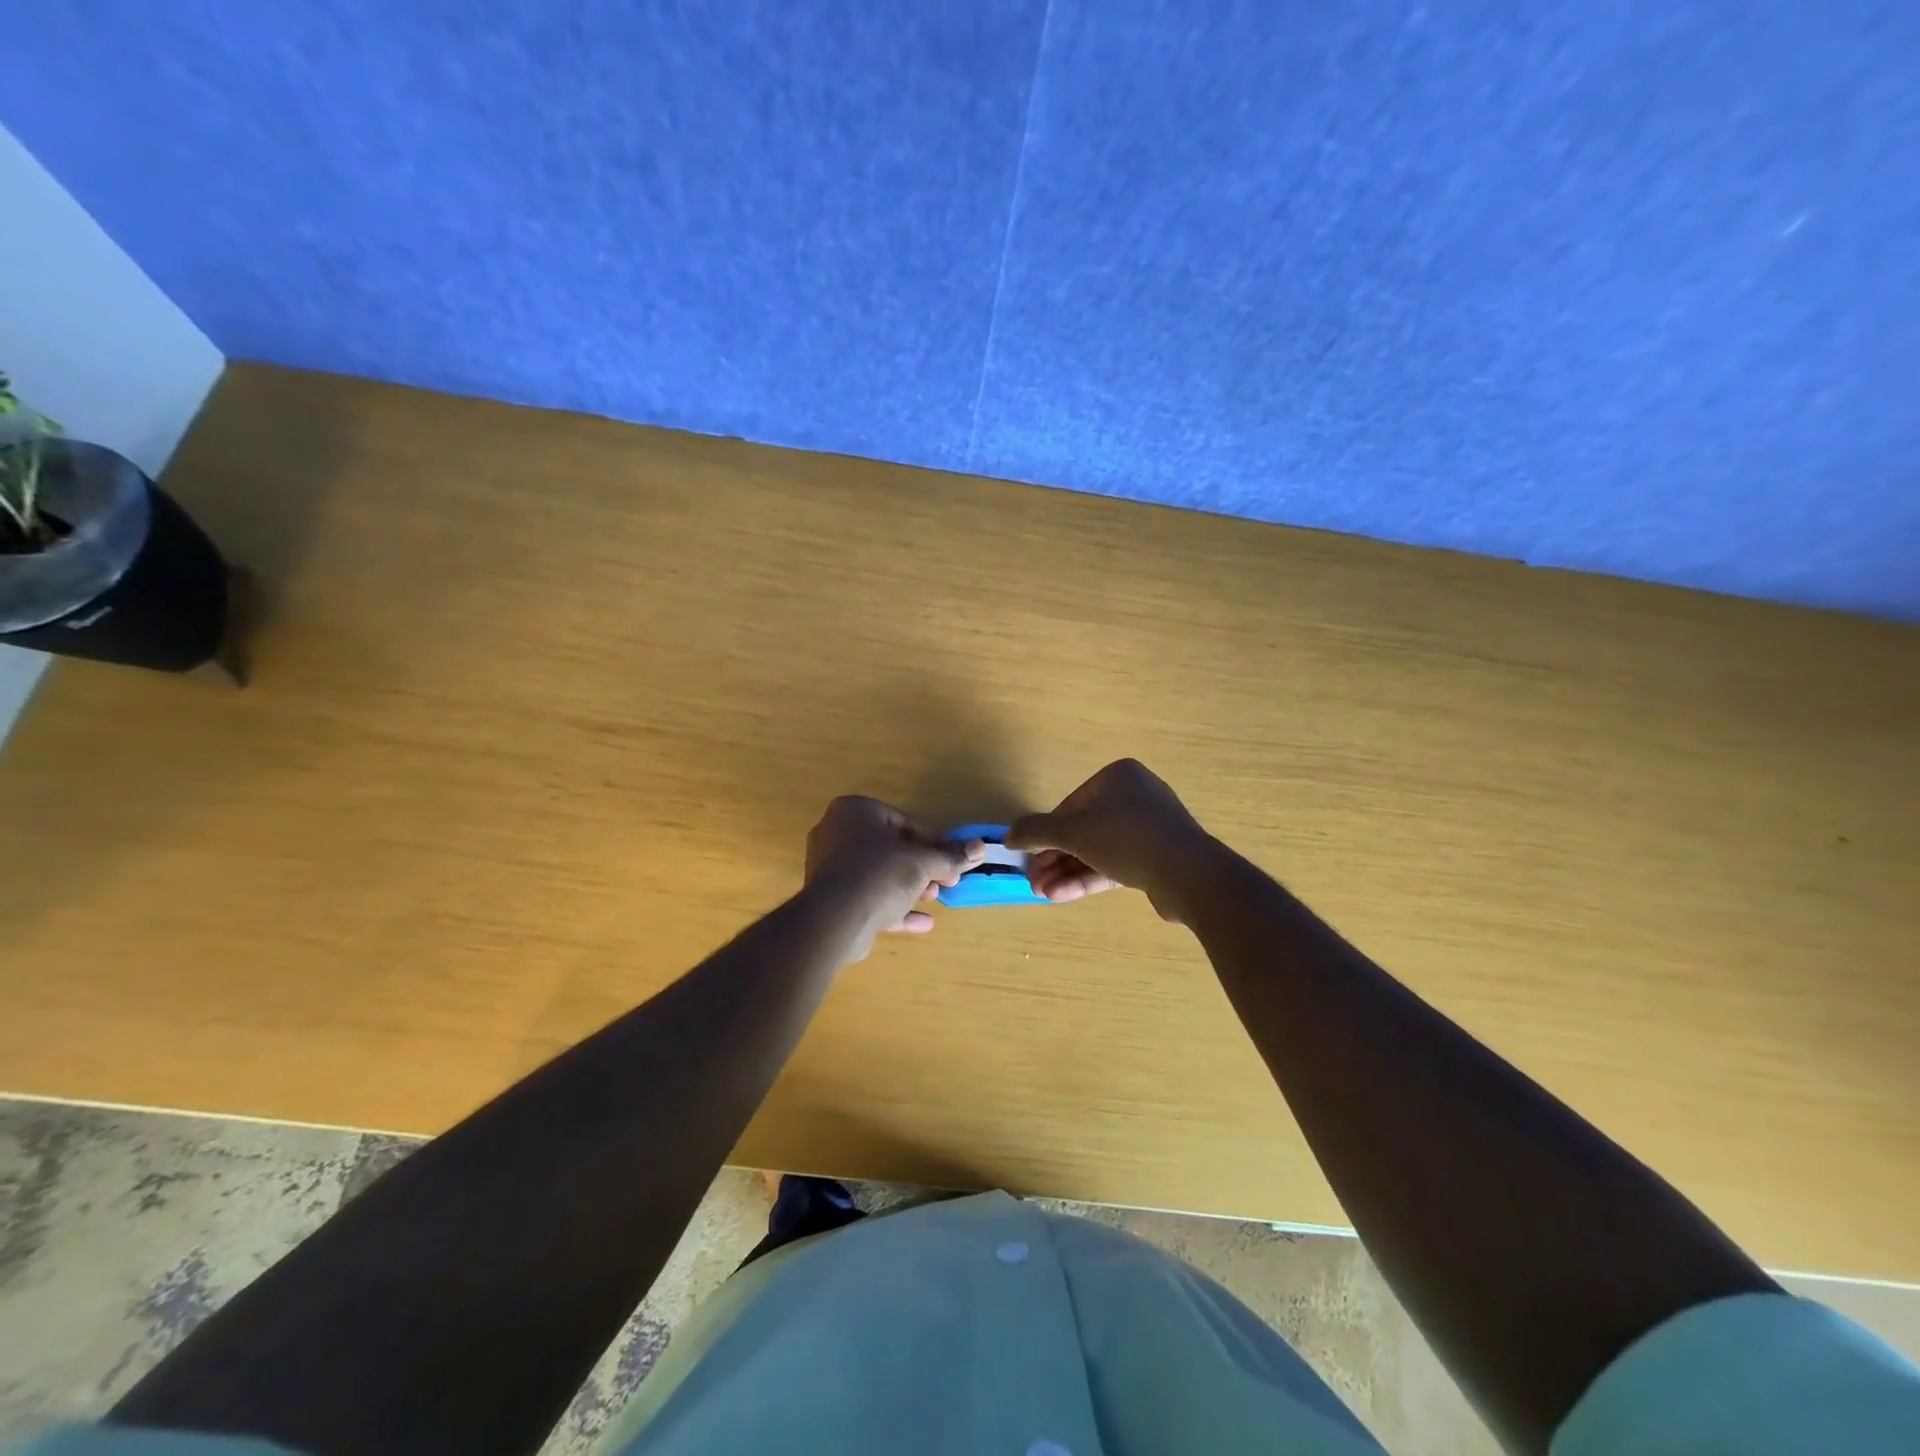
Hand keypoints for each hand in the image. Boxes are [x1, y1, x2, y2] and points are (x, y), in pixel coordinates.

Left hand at [804, 797, 982, 955]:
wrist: (835, 920)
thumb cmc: (880, 874)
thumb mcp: (922, 862)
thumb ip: (951, 856)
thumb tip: (980, 847)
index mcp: (854, 811)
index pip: (902, 821)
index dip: (932, 841)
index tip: (952, 858)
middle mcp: (836, 832)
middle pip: (890, 848)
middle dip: (921, 867)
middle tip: (946, 881)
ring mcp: (829, 867)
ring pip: (879, 874)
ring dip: (909, 886)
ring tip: (934, 899)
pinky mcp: (830, 898)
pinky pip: (868, 897)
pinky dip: (893, 907)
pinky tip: (923, 923)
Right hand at [1007, 759, 1215, 921]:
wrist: (1188, 873)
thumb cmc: (1125, 837)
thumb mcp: (1072, 832)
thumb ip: (1036, 831)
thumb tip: (1008, 835)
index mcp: (1118, 778)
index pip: (1070, 806)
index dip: (1045, 834)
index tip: (1027, 857)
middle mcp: (1135, 797)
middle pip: (1083, 830)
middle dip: (1054, 858)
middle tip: (1033, 882)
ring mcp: (1149, 830)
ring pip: (1097, 851)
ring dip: (1067, 871)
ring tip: (1042, 893)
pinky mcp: (1157, 859)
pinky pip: (1116, 865)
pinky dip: (1089, 878)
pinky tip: (1062, 895)